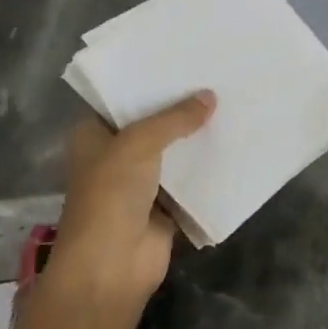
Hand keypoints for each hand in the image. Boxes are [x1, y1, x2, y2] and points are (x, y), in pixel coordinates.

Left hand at [51, 91, 215, 299]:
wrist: (112, 265)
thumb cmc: (111, 194)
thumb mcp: (139, 143)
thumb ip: (175, 118)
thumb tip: (210, 96)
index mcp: (93, 136)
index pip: (121, 100)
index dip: (148, 83)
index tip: (182, 62)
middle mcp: (114, 156)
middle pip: (151, 126)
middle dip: (180, 109)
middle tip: (216, 79)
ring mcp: (139, 184)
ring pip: (172, 153)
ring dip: (196, 138)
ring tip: (230, 105)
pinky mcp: (164, 208)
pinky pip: (189, 182)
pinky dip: (207, 170)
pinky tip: (234, 146)